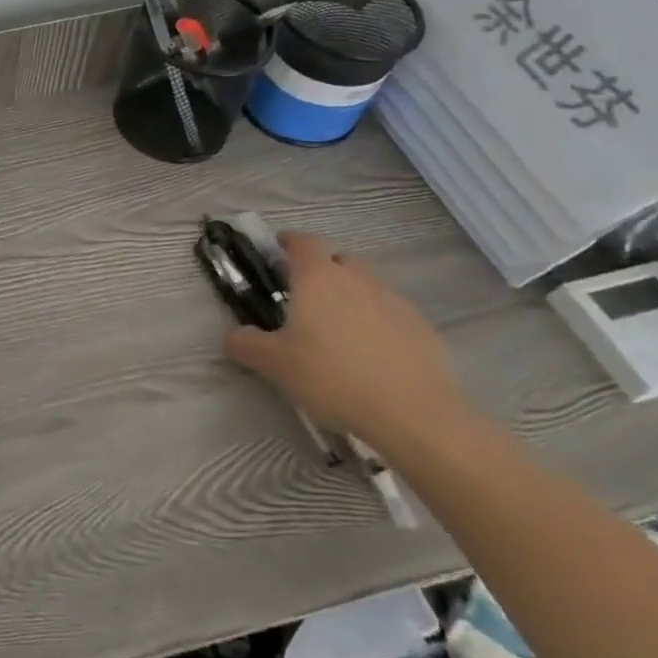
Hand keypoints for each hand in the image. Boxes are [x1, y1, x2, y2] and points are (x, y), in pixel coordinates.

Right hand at [223, 232, 466, 450]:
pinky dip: (378, 323)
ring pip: (367, 286)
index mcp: (318, 278)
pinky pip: (392, 314)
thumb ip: (245, 344)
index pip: (302, 241)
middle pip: (338, 259)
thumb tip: (234, 337)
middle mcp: (357, 280)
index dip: (287, 242)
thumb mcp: (273, 364)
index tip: (276, 252)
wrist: (415, 416)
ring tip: (338, 330)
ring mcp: (395, 303)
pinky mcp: (423, 330)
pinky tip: (372, 355)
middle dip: (321, 270)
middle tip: (304, 297)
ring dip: (351, 296)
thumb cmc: (332, 377)